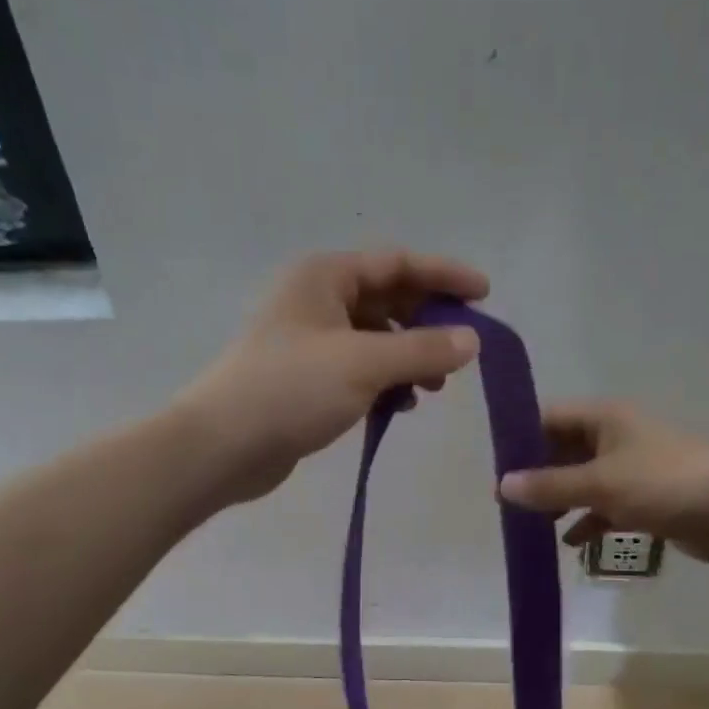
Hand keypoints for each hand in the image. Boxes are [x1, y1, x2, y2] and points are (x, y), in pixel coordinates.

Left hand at [180, 249, 488, 505]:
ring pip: (376, 338)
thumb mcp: (364, 364)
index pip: (397, 263)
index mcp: (325, 277)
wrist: (223, 446)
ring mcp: (311, 341)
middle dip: (428, 323)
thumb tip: (473, 340)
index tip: (485, 294)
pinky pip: (360, 369)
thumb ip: (422, 349)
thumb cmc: (291, 390)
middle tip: (463, 352)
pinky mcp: (308, 379)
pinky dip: (386, 382)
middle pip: (388, 299)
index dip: (444, 276)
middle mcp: (317, 300)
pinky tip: (400, 406)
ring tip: (434, 388)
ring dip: (409, 357)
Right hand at [499, 403, 708, 566]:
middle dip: (537, 476)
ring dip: (560, 502)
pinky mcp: (646, 499)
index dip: (521, 440)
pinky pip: (606, 507)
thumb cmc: (665, 484)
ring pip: (583, 481)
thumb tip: (501, 486)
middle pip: (564, 451)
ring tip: (530, 527)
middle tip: (507, 504)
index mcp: (605, 418)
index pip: (550, 418)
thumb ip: (550, 486)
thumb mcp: (601, 484)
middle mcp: (616, 437)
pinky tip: (570, 544)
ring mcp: (632, 469)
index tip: (495, 469)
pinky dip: (588, 522)